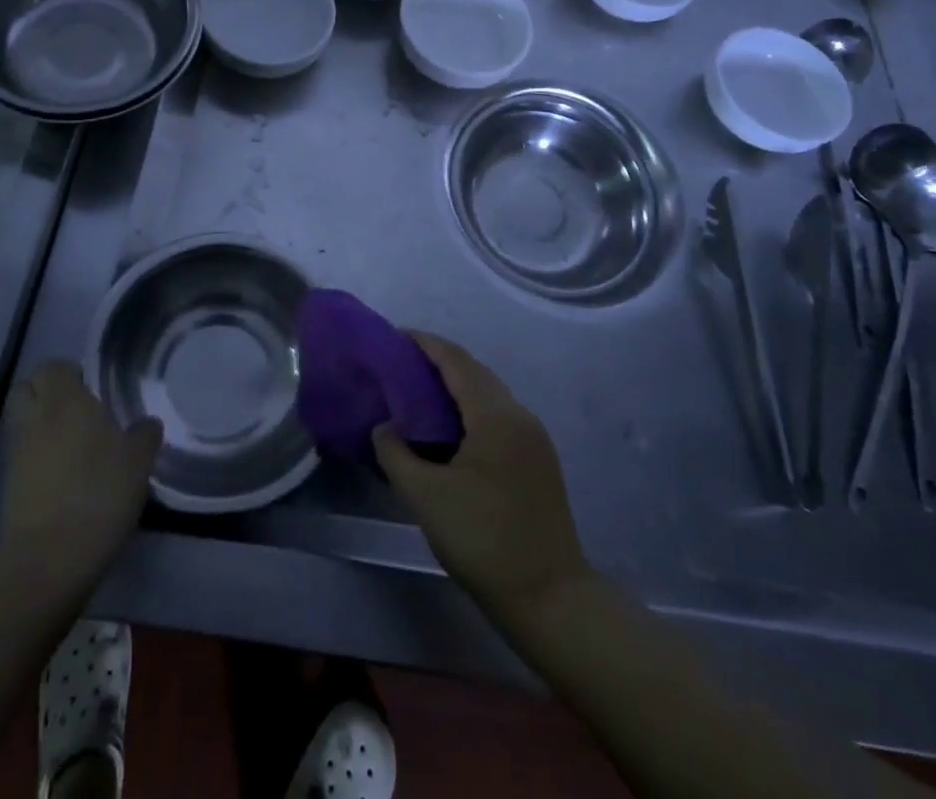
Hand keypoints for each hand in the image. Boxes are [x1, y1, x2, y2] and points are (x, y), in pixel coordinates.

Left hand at [0, 362, 162, 579]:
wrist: (49, 559)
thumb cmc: (100, 494)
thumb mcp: (139, 462)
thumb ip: (144, 435)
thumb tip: (146, 424)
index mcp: (67, 401)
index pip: (53, 367)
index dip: (69, 373)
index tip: (91, 388)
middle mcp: (37, 418)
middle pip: (26, 388)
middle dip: (45, 392)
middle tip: (75, 410)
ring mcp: (17, 453)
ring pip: (21, 422)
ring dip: (39, 425)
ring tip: (71, 444)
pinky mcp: (8, 486)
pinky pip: (21, 455)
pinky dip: (36, 457)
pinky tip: (62, 475)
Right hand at [374, 333, 592, 622]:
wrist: (551, 599)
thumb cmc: (484, 540)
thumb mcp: (426, 497)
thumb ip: (396, 453)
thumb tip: (384, 427)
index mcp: (495, 415)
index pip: (456, 361)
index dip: (425, 344)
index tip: (394, 337)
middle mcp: (519, 415)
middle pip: (474, 372)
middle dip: (438, 362)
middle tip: (400, 365)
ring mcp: (534, 438)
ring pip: (488, 394)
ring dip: (455, 386)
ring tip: (418, 393)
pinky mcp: (538, 460)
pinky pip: (498, 416)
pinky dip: (470, 409)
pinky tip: (449, 429)